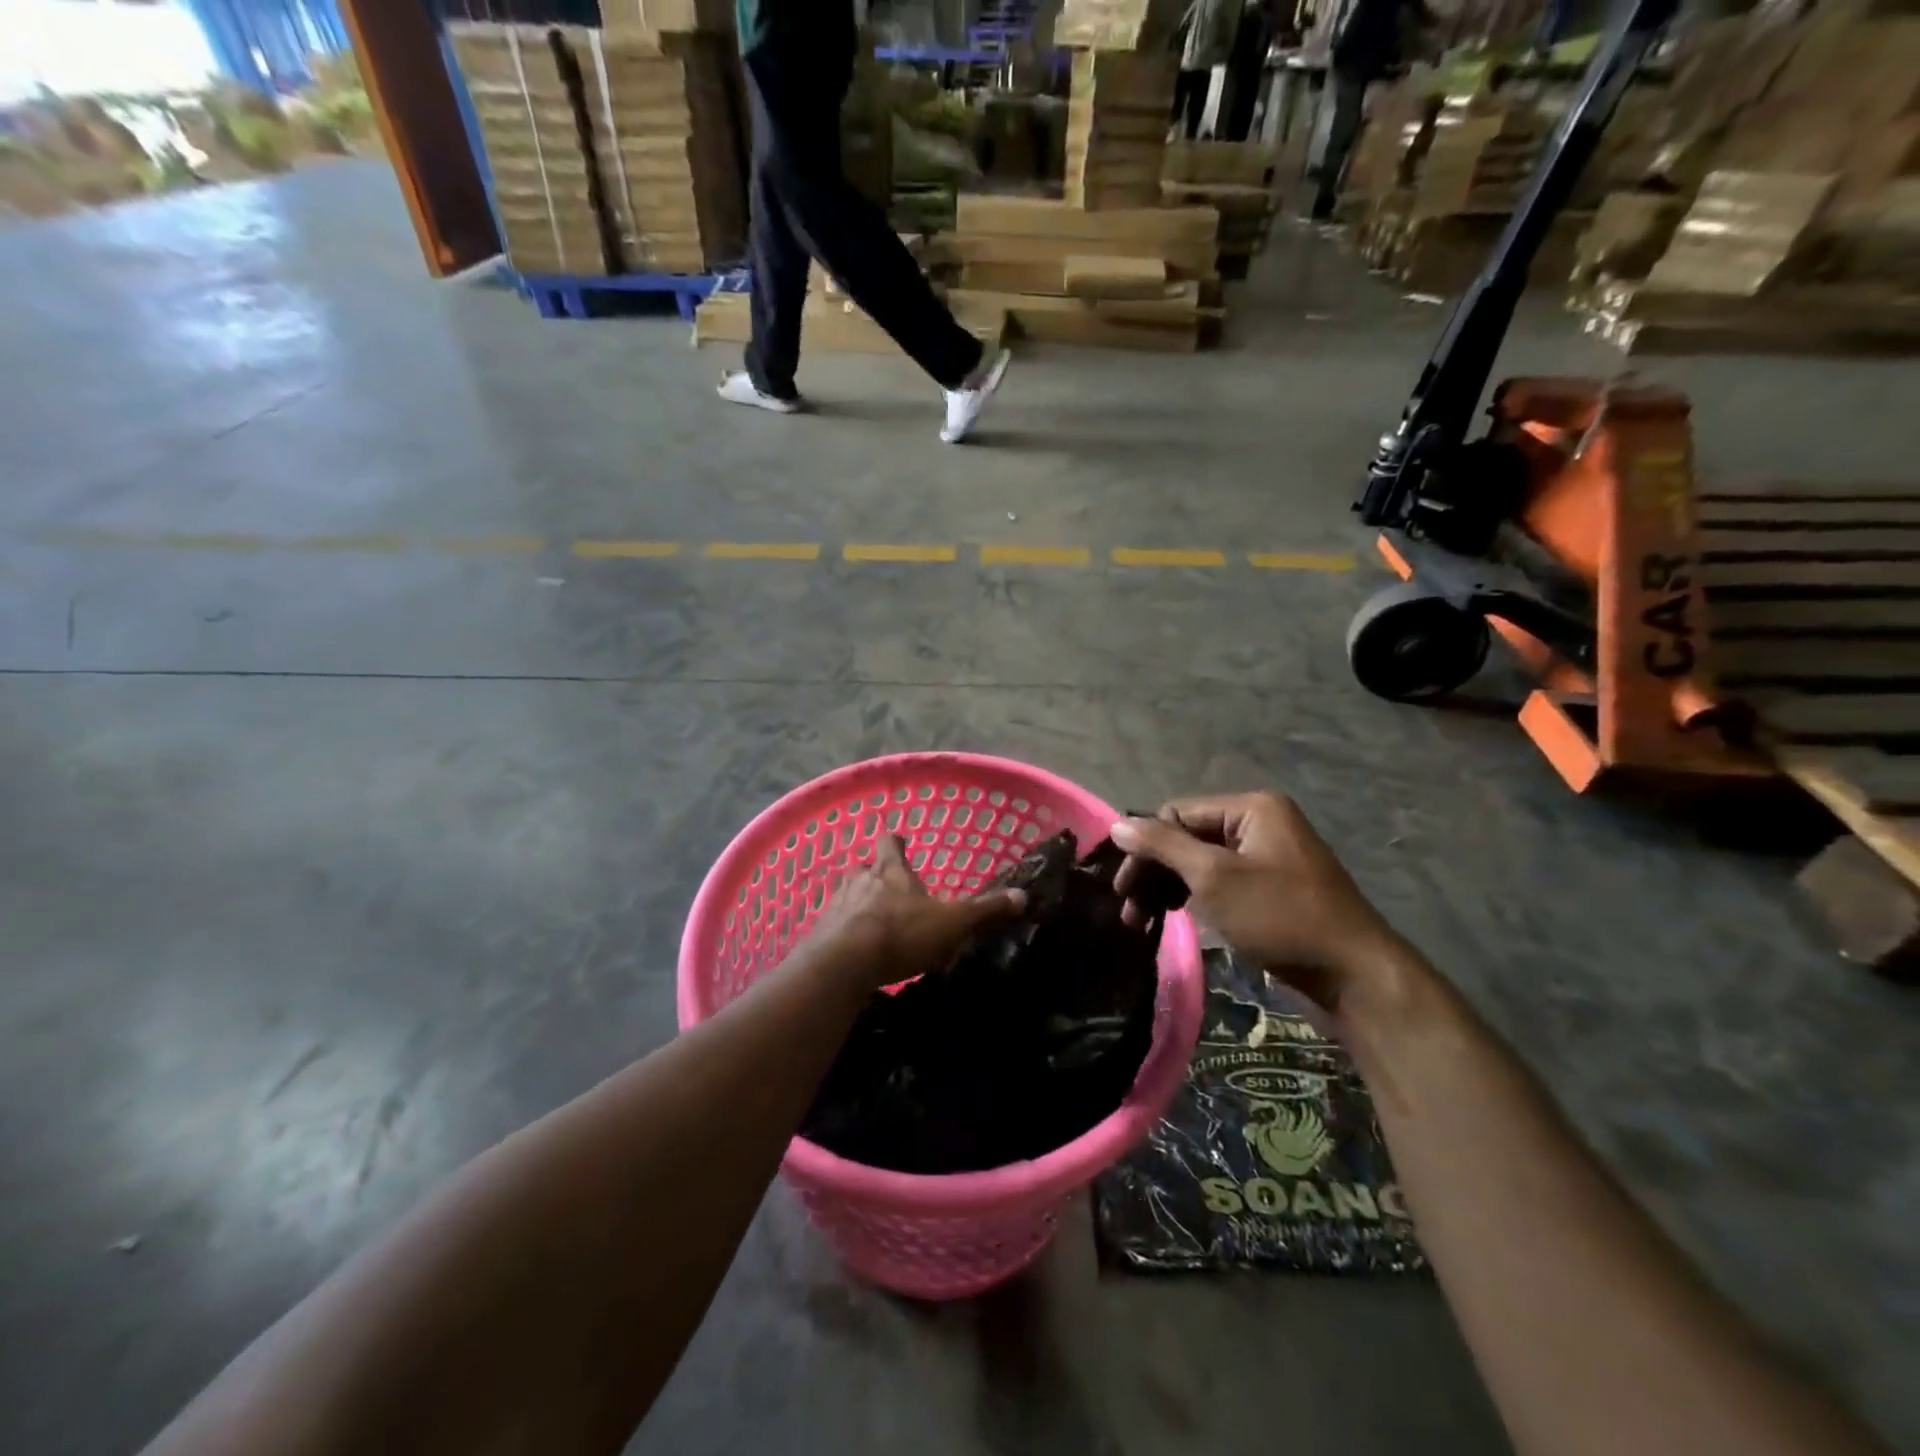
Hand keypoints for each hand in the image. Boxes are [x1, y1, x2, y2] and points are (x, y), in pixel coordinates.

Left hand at [807, 835, 1025, 992]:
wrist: (843, 964)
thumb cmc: (901, 933)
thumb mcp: (952, 923)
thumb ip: (984, 911)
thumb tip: (1022, 896)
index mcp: (891, 869)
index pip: (890, 842)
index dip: (896, 842)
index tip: (902, 843)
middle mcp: (860, 879)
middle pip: (865, 867)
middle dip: (876, 875)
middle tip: (890, 889)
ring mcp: (836, 905)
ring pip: (847, 895)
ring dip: (858, 904)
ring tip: (873, 921)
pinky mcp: (820, 933)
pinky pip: (833, 926)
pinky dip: (844, 933)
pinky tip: (855, 949)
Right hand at [1111, 792, 1403, 1016]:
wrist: (1353, 976)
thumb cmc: (1280, 917)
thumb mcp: (1214, 877)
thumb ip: (1162, 846)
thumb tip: (1116, 824)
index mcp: (1252, 807)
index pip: (1176, 814)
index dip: (1145, 848)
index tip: (1123, 889)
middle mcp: (1260, 824)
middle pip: (1187, 837)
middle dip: (1154, 872)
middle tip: (1128, 910)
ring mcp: (1268, 857)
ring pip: (1200, 863)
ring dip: (1168, 888)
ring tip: (1143, 921)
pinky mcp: (1271, 889)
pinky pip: (1220, 882)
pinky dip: (1194, 898)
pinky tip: (1175, 918)